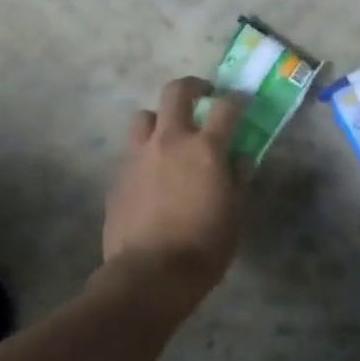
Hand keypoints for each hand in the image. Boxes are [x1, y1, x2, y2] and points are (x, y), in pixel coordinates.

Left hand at [102, 77, 244, 300]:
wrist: (150, 273)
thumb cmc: (204, 246)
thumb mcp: (234, 214)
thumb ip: (235, 179)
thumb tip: (238, 158)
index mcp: (205, 148)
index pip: (225, 107)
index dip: (236, 99)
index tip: (241, 101)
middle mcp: (169, 141)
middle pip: (176, 92)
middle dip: (192, 87)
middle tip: (202, 96)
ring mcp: (138, 156)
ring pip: (144, 116)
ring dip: (159, 119)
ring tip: (168, 136)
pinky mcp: (118, 176)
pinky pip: (131, 151)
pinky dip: (144, 153)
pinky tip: (151, 175)